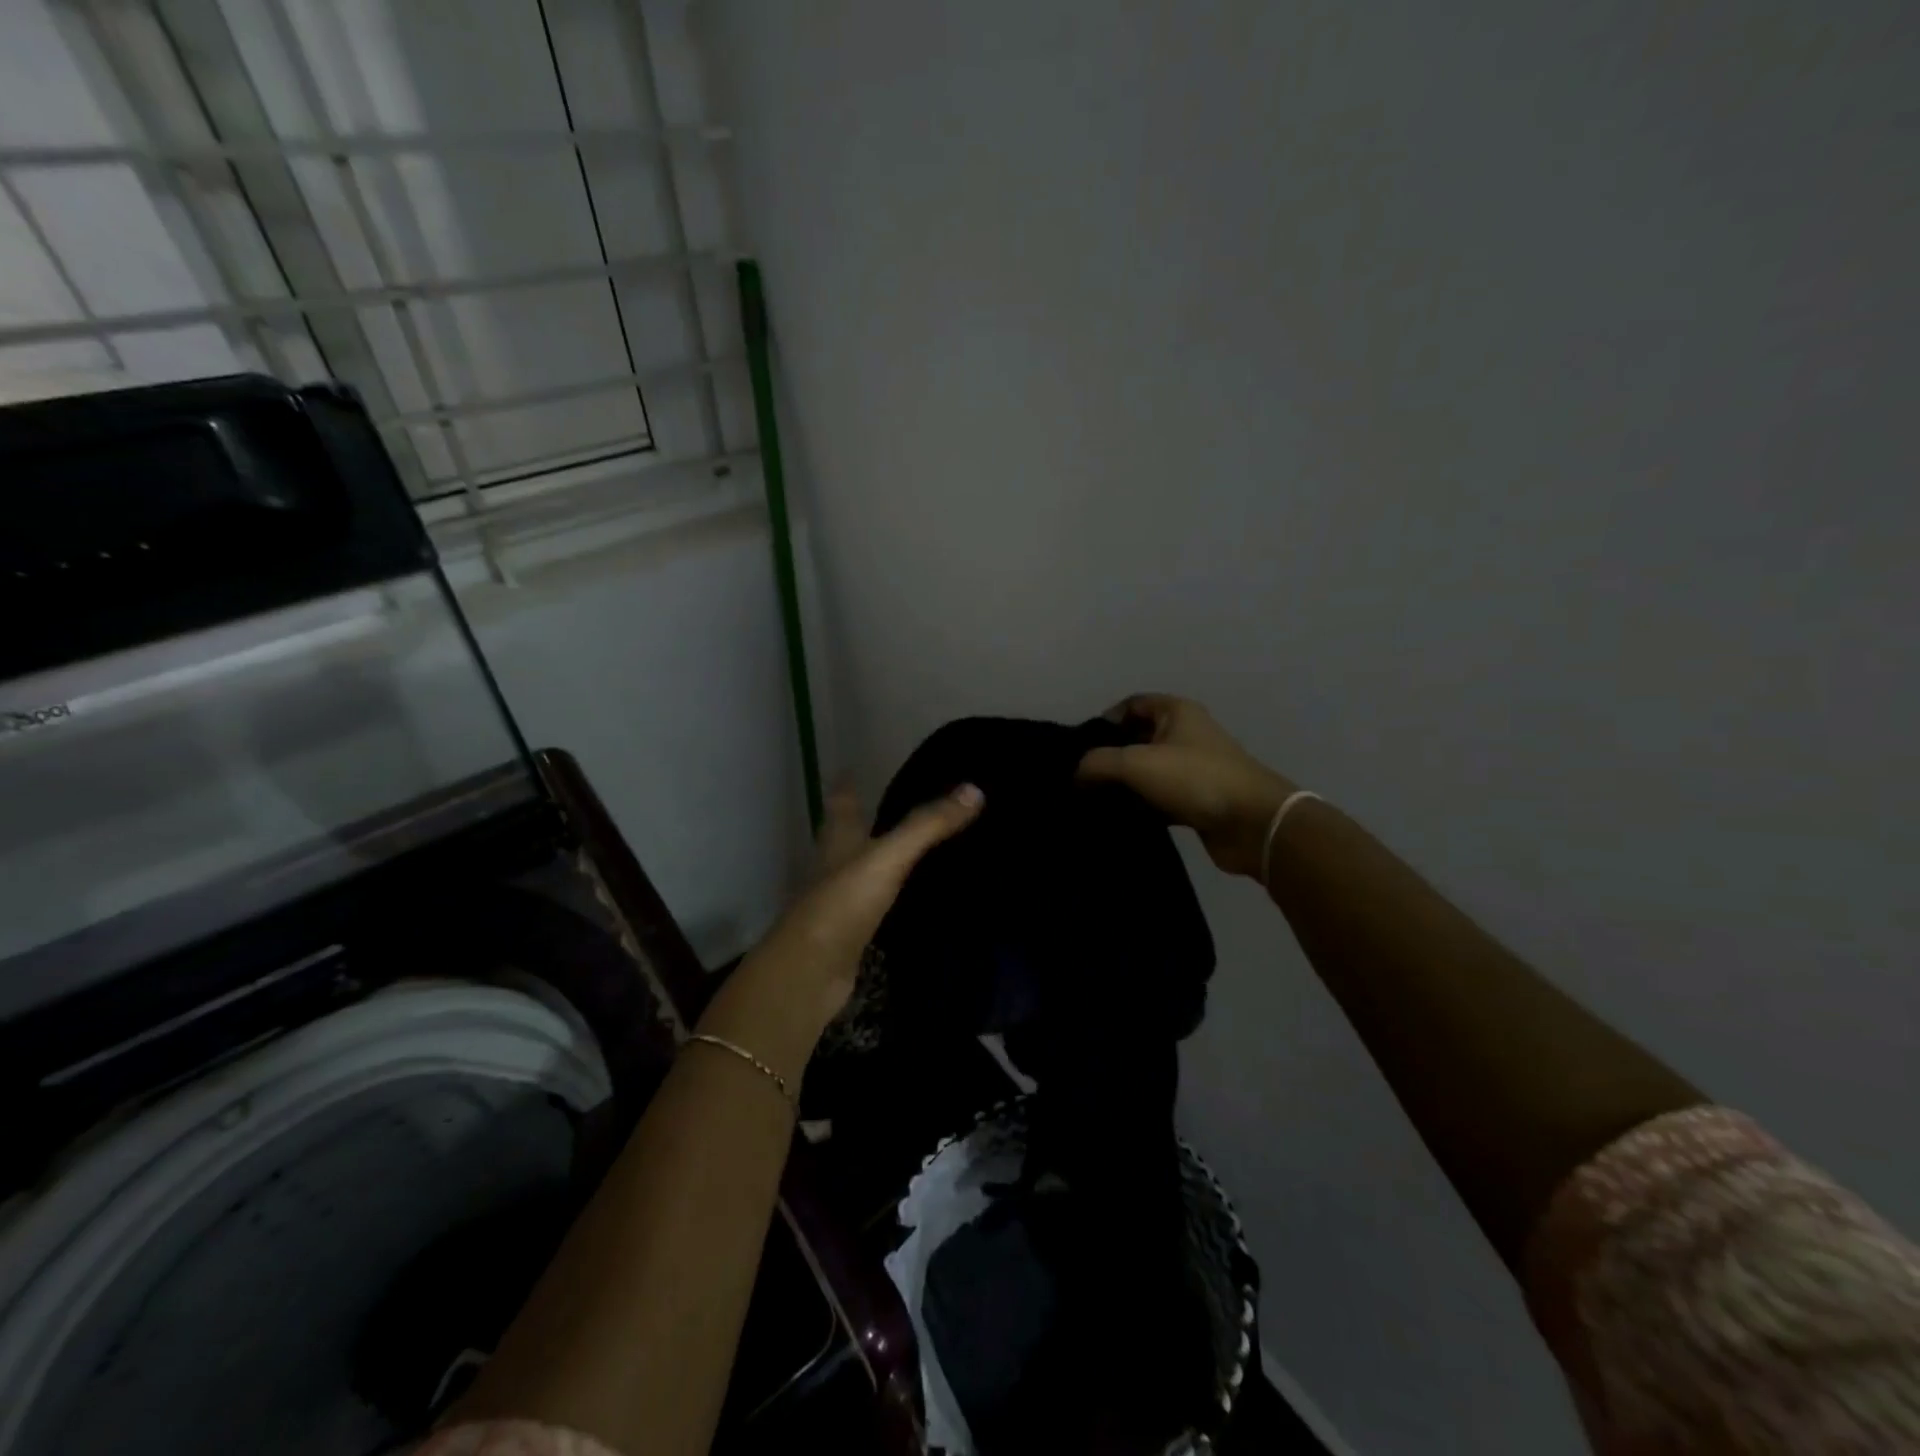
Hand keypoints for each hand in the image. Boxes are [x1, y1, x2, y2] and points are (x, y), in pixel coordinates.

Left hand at [697, 781, 983, 1082]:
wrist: (811, 971)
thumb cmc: (843, 903)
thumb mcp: (889, 857)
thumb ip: (928, 825)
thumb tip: (974, 789)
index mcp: (838, 840)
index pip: (842, 803)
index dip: (847, 786)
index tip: (851, 769)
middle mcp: (834, 866)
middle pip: (847, 835)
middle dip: (864, 820)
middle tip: (894, 804)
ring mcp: (839, 901)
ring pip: (860, 870)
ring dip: (879, 859)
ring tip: (910, 848)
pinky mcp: (850, 934)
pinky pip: (873, 906)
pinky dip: (889, 897)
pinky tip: (907, 899)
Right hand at [1077, 694, 1293, 879]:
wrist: (1253, 823)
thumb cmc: (1195, 779)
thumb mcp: (1137, 763)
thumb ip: (1097, 763)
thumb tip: (1076, 775)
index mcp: (1176, 712)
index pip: (1131, 704)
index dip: (1105, 720)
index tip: (1083, 747)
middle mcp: (1186, 734)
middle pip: (1137, 739)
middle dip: (1110, 757)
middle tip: (1082, 779)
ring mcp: (1193, 769)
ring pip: (1147, 772)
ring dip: (1124, 786)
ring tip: (1094, 803)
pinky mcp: (1197, 801)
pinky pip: (1160, 799)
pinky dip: (1141, 808)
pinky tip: (1120, 821)